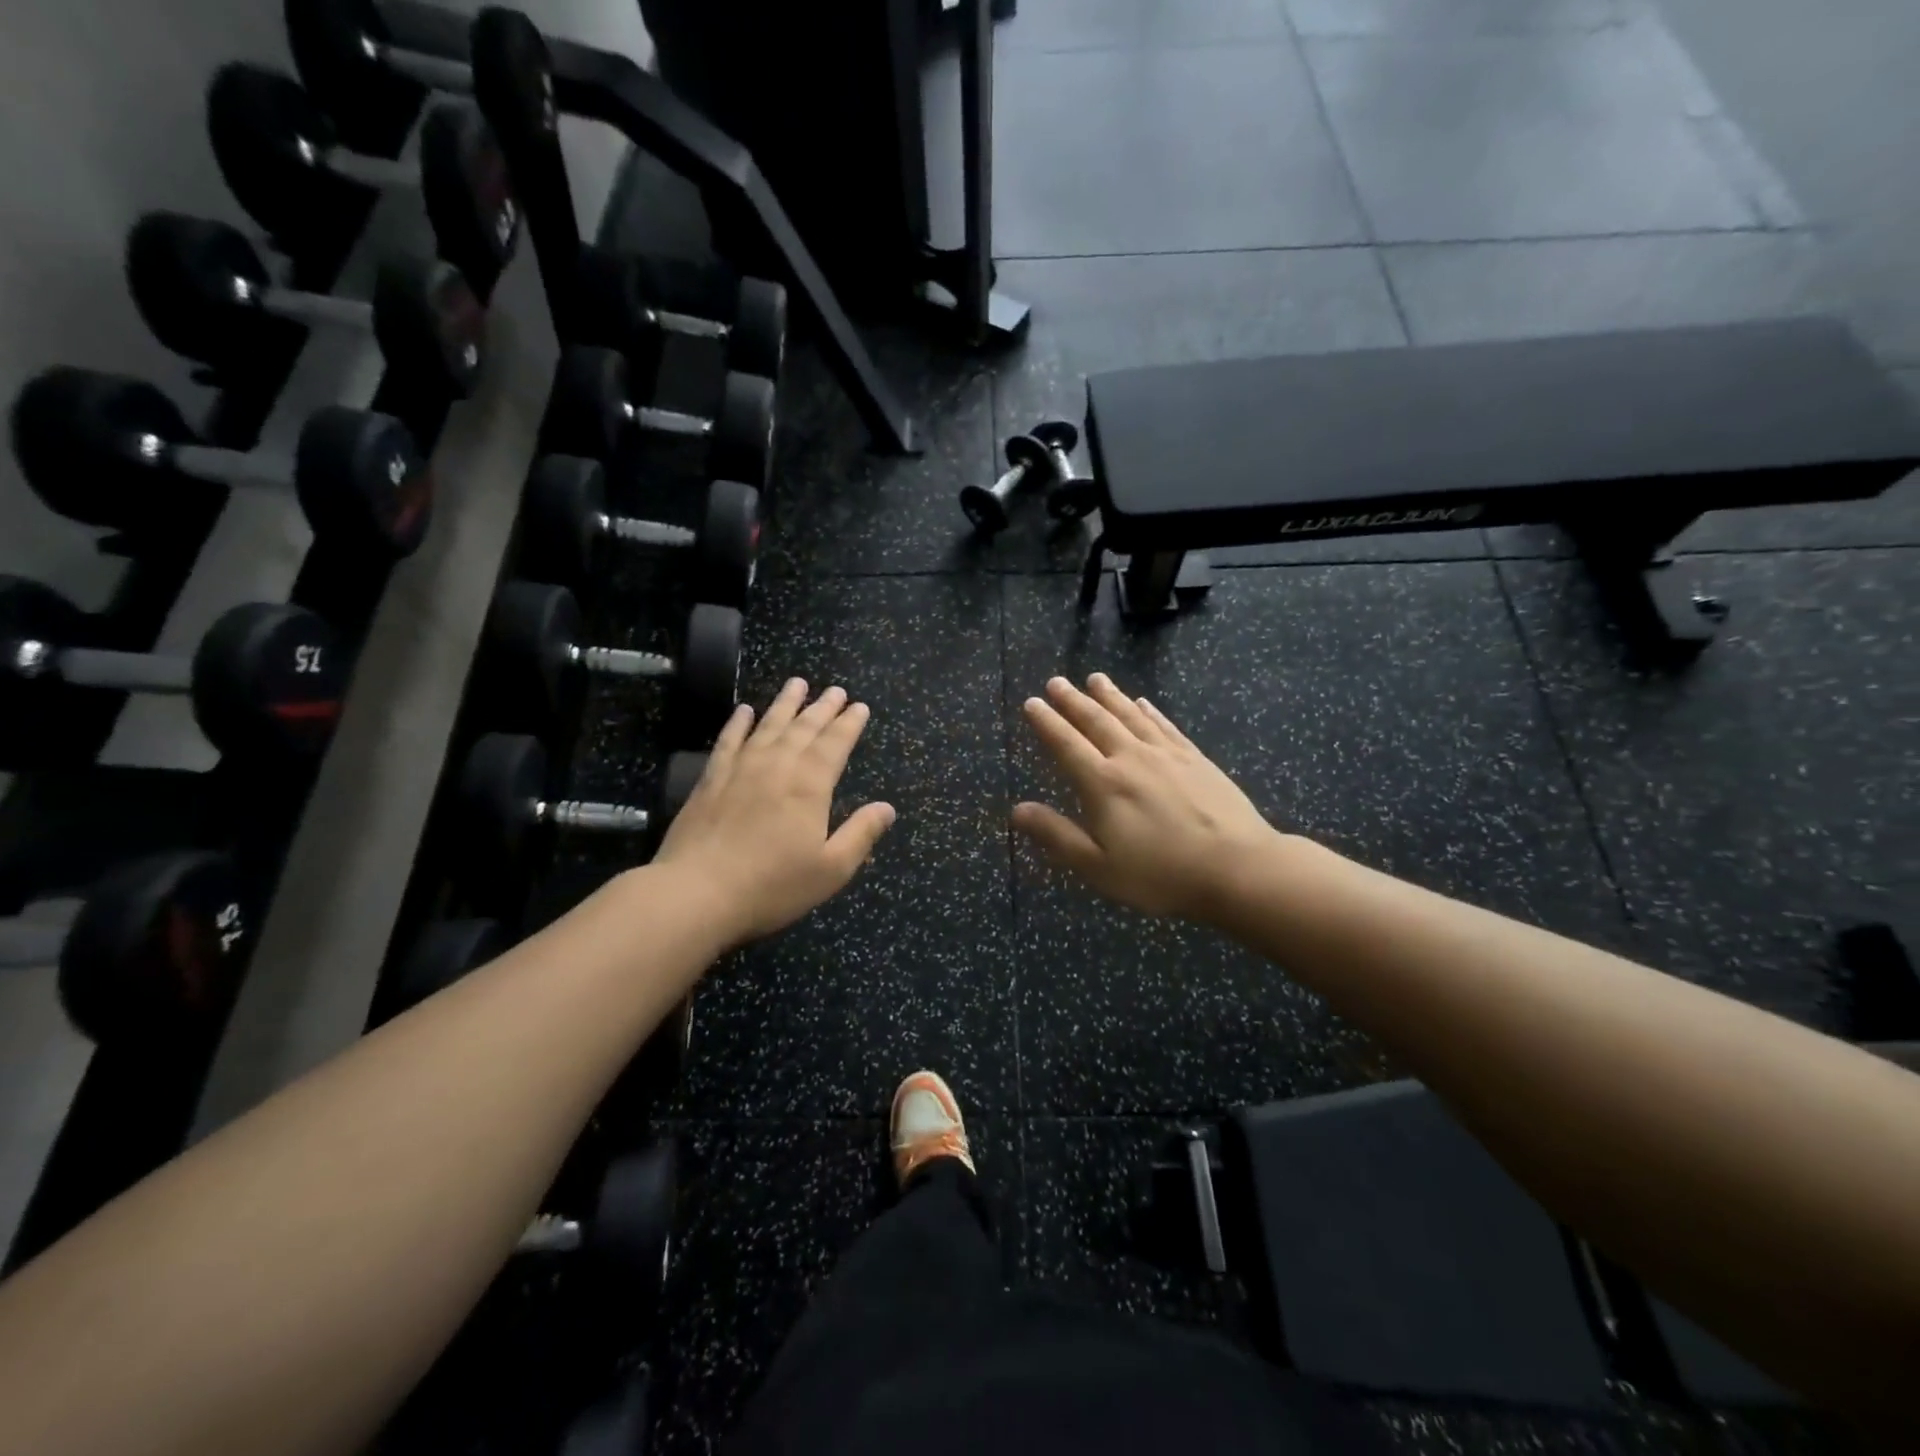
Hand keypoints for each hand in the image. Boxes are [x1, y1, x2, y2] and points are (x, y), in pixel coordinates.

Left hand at [654, 679, 895, 943]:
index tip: (859, 706)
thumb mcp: (831, 868)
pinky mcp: (710, 780)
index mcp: (810, 785)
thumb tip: (887, 808)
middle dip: (822, 707)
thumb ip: (861, 834)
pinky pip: (728, 740)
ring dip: (785, 704)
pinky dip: (738, 723)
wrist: (697, 893)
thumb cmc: (772, 885)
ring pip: (768, 725)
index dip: (849, 724)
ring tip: (797, 684)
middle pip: (804, 728)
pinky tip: (744, 710)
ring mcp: (740, 769)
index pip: (835, 744)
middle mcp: (777, 766)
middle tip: (835, 690)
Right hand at [1012, 674, 1280, 921]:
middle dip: (1073, 701)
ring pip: (1131, 716)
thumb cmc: (1161, 874)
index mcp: (1103, 784)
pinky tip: (1143, 703)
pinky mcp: (1196, 759)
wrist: (1237, 868)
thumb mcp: (1098, 866)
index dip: (1047, 723)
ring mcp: (1167, 755)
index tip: (1032, 703)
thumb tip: (1016, 809)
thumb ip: (1056, 835)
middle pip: (1097, 721)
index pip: (1066, 744)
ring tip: (1095, 678)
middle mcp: (1131, 758)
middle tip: (1056, 682)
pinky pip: (1166, 726)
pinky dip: (1150, 711)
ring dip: (1110, 696)